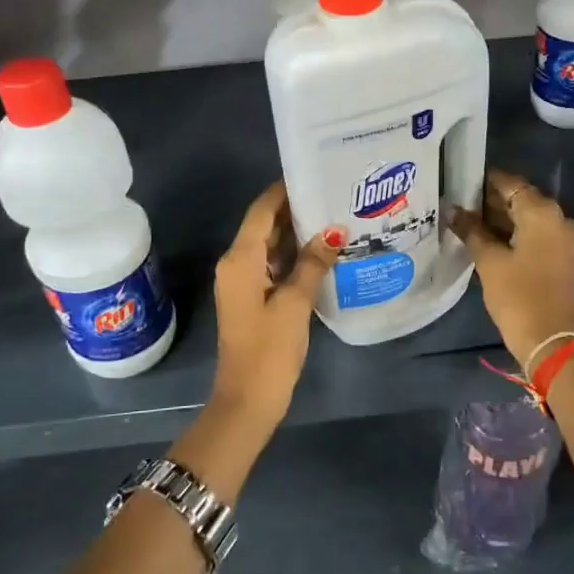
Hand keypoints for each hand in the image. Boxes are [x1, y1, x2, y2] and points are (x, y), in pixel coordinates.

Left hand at [209, 182, 336, 421]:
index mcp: (240, 260)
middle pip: (265, 226)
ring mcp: (245, 283)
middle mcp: (237, 264)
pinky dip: (295, 257)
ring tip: (336, 216)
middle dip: (296, 209)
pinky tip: (325, 253)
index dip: (283, 190)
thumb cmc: (269, 349)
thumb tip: (333, 231)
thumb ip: (313, 264)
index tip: (313, 172)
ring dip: (298, 234)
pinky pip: (274, 266)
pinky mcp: (254, 299)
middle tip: (333, 193)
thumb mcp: (295, 303)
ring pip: (271, 247)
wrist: (247, 400)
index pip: (261, 211)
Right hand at [449, 169, 573, 369]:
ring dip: (502, 218)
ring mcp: (564, 237)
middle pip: (521, 198)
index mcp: (542, 212)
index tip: (460, 183)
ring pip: (529, 217)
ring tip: (468, 222)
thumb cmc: (518, 296)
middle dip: (491, 201)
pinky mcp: (563, 256)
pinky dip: (515, 233)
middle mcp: (559, 217)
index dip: (484, 182)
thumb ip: (471, 230)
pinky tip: (488, 240)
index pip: (510, 183)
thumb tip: (452, 210)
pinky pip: (536, 233)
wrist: (551, 340)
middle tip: (460, 205)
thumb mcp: (489, 261)